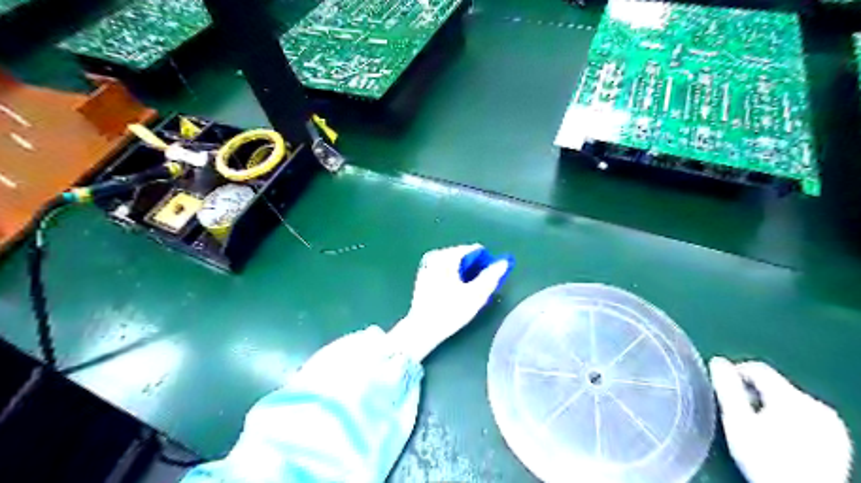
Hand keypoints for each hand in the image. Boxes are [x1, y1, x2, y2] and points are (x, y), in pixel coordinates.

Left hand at [391, 245, 508, 361]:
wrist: (422, 329)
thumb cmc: (450, 311)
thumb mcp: (476, 295)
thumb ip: (491, 276)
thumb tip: (504, 262)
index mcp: (447, 256)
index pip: (474, 250)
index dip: (485, 262)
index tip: (489, 278)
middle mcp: (435, 256)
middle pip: (463, 255)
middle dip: (474, 268)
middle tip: (479, 287)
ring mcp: (427, 266)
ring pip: (453, 263)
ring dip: (464, 273)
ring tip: (469, 291)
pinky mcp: (422, 277)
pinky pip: (444, 270)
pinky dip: (452, 276)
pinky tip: (455, 292)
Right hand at [706, 357, 852, 480]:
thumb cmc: (765, 460)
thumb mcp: (737, 423)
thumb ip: (727, 389)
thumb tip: (718, 362)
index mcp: (791, 397)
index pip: (757, 368)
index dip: (736, 373)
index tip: (724, 389)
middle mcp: (816, 405)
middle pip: (774, 386)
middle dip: (754, 395)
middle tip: (740, 415)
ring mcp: (831, 423)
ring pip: (790, 401)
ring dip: (771, 408)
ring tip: (759, 429)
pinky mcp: (838, 439)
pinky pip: (807, 417)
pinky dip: (791, 421)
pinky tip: (782, 439)